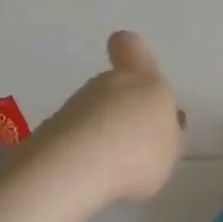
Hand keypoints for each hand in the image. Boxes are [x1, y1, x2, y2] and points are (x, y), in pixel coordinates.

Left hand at [34, 31, 183, 203]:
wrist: (77, 167)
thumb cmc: (139, 152)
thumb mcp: (171, 149)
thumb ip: (169, 134)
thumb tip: (167, 122)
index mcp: (144, 80)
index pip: (130, 45)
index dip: (130, 51)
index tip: (131, 64)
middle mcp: (107, 84)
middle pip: (114, 87)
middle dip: (122, 110)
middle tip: (134, 143)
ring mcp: (75, 105)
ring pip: (93, 111)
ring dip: (102, 132)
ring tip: (113, 168)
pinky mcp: (51, 129)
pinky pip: (74, 136)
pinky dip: (82, 152)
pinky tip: (90, 176)